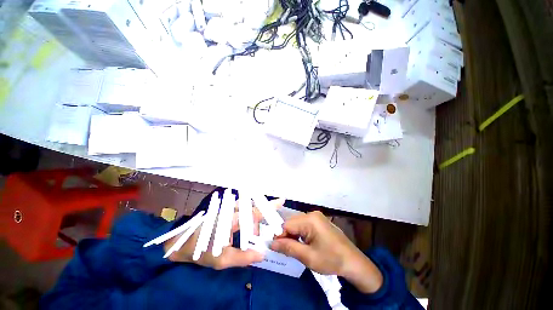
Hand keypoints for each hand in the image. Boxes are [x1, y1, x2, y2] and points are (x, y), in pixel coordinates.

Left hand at [164, 198, 284, 269]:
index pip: (254, 211)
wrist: (184, 242)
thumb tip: (262, 254)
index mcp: (231, 220)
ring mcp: (229, 209)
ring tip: (247, 240)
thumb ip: (243, 258)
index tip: (281, 200)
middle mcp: (232, 210)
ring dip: (252, 224)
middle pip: (254, 211)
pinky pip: (243, 211)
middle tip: (254, 241)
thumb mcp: (222, 260)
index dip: (269, 206)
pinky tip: (243, 232)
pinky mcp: (227, 210)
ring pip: (249, 211)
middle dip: (258, 224)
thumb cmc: (201, 251)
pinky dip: (248, 220)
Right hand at [270, 211, 382, 293]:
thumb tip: (271, 243)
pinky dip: (300, 234)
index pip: (287, 224)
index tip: (275, 248)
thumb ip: (288, 247)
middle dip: (286, 236)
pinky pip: (304, 225)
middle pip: (292, 223)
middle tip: (284, 250)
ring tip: (293, 249)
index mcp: (310, 219)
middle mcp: (312, 214)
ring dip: (293, 235)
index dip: (279, 236)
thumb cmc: (331, 259)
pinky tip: (301, 244)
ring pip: (297, 224)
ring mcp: (317, 217)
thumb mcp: (308, 256)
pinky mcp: (319, 221)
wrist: (354, 262)